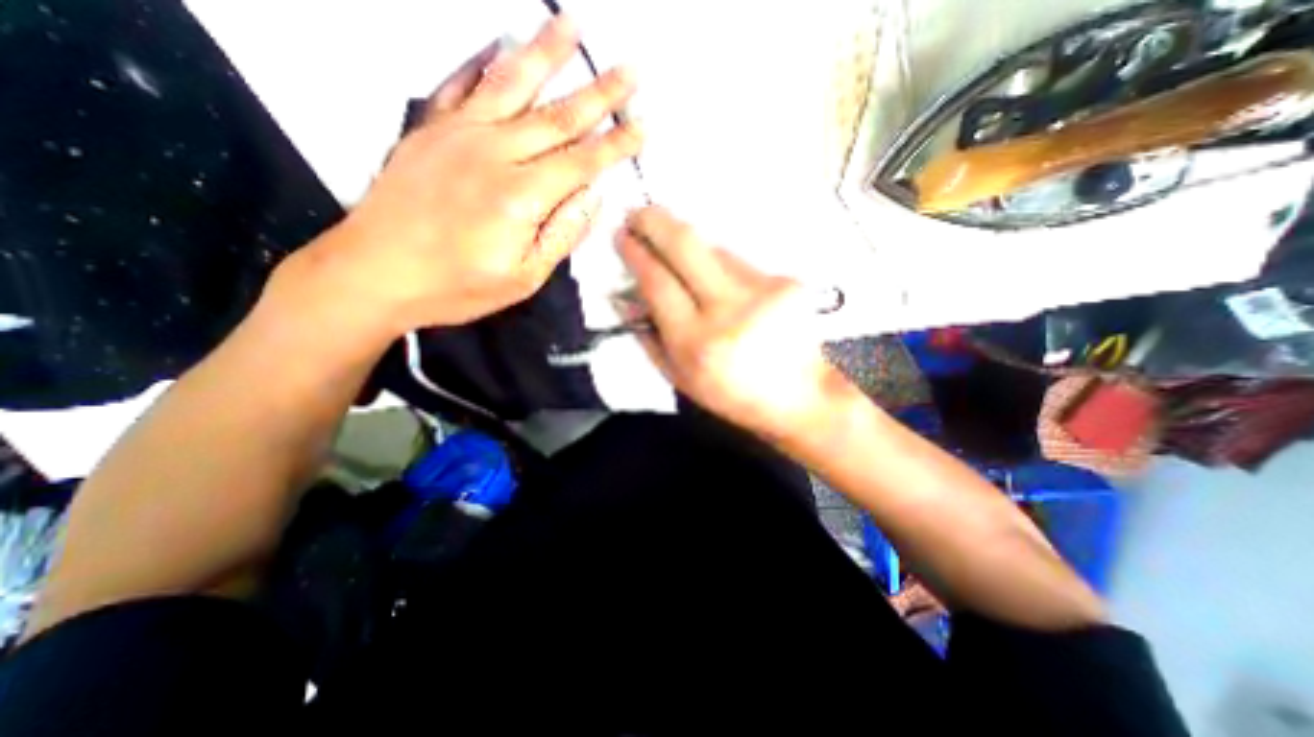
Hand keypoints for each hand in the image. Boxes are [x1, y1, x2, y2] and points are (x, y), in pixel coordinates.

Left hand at [317, 16, 646, 329]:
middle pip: (557, 116)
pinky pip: (460, 83)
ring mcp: (458, 134)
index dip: (615, 145)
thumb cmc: (457, 286)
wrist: (374, 272)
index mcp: (521, 196)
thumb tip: (591, 197)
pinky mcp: (429, 129)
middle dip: (599, 93)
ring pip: (511, 84)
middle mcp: (494, 153)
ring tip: (572, 25)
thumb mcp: (523, 278)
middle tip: (629, 70)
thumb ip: (561, 235)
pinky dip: (482, 60)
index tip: (642, 125)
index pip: (582, 162)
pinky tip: (499, 41)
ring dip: (545, 52)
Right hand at [620, 204, 858, 443]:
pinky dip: (720, 266)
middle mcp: (729, 310)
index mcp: (697, 342)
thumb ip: (649, 338)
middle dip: (655, 221)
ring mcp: (763, 290)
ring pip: (714, 249)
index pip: (658, 283)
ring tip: (678, 256)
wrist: (801, 396)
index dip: (636, 254)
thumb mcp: (680, 378)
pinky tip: (721, 285)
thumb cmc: (732, 395)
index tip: (622, 236)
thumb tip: (626, 298)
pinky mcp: (786, 281)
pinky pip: (739, 263)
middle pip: (686, 245)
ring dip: (689, 246)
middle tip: (638, 213)